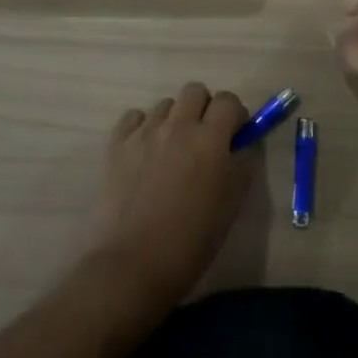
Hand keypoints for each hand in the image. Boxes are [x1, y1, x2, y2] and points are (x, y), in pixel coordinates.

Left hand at [88, 83, 251, 316]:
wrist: (131, 266)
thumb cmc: (190, 242)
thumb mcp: (231, 205)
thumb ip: (240, 165)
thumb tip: (240, 144)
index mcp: (210, 139)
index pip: (229, 101)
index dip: (235, 115)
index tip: (234, 135)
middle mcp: (178, 125)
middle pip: (195, 91)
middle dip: (204, 108)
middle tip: (203, 139)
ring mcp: (144, 132)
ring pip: (165, 104)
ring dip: (174, 120)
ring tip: (171, 151)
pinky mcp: (117, 144)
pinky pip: (134, 117)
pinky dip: (143, 127)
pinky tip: (144, 152)